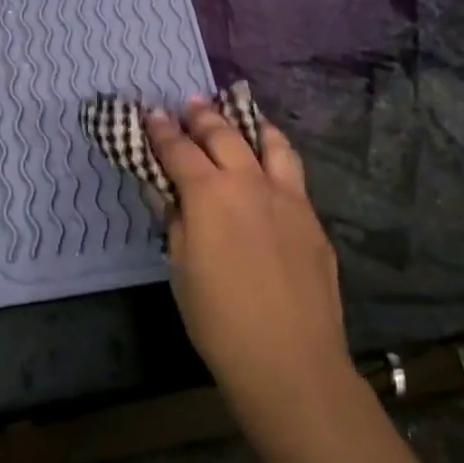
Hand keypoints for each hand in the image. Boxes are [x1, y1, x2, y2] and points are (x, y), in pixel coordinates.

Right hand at [144, 101, 351, 414]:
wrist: (289, 359)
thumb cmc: (219, 320)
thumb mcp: (180, 269)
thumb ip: (175, 221)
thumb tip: (169, 193)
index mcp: (210, 194)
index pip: (179, 151)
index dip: (162, 131)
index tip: (151, 114)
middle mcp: (250, 182)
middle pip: (224, 136)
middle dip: (203, 116)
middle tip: (190, 104)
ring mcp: (288, 197)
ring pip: (270, 143)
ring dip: (249, 125)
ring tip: (240, 118)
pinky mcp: (312, 217)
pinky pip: (293, 172)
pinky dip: (276, 155)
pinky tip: (271, 165)